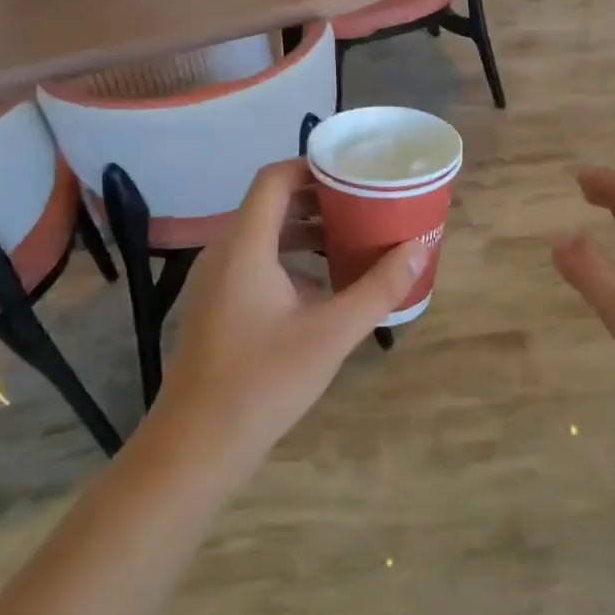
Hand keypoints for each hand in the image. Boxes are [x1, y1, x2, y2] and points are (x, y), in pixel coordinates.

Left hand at [154, 160, 424, 469]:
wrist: (195, 448)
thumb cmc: (263, 382)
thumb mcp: (332, 334)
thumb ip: (379, 288)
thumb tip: (419, 246)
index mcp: (245, 246)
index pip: (275, 178)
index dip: (313, 166)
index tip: (356, 172)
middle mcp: (225, 252)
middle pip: (272, 203)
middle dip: (320, 199)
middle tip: (366, 203)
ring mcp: (217, 281)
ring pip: (266, 235)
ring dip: (308, 230)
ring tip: (354, 237)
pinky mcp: (219, 306)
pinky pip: (258, 262)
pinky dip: (293, 258)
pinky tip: (326, 284)